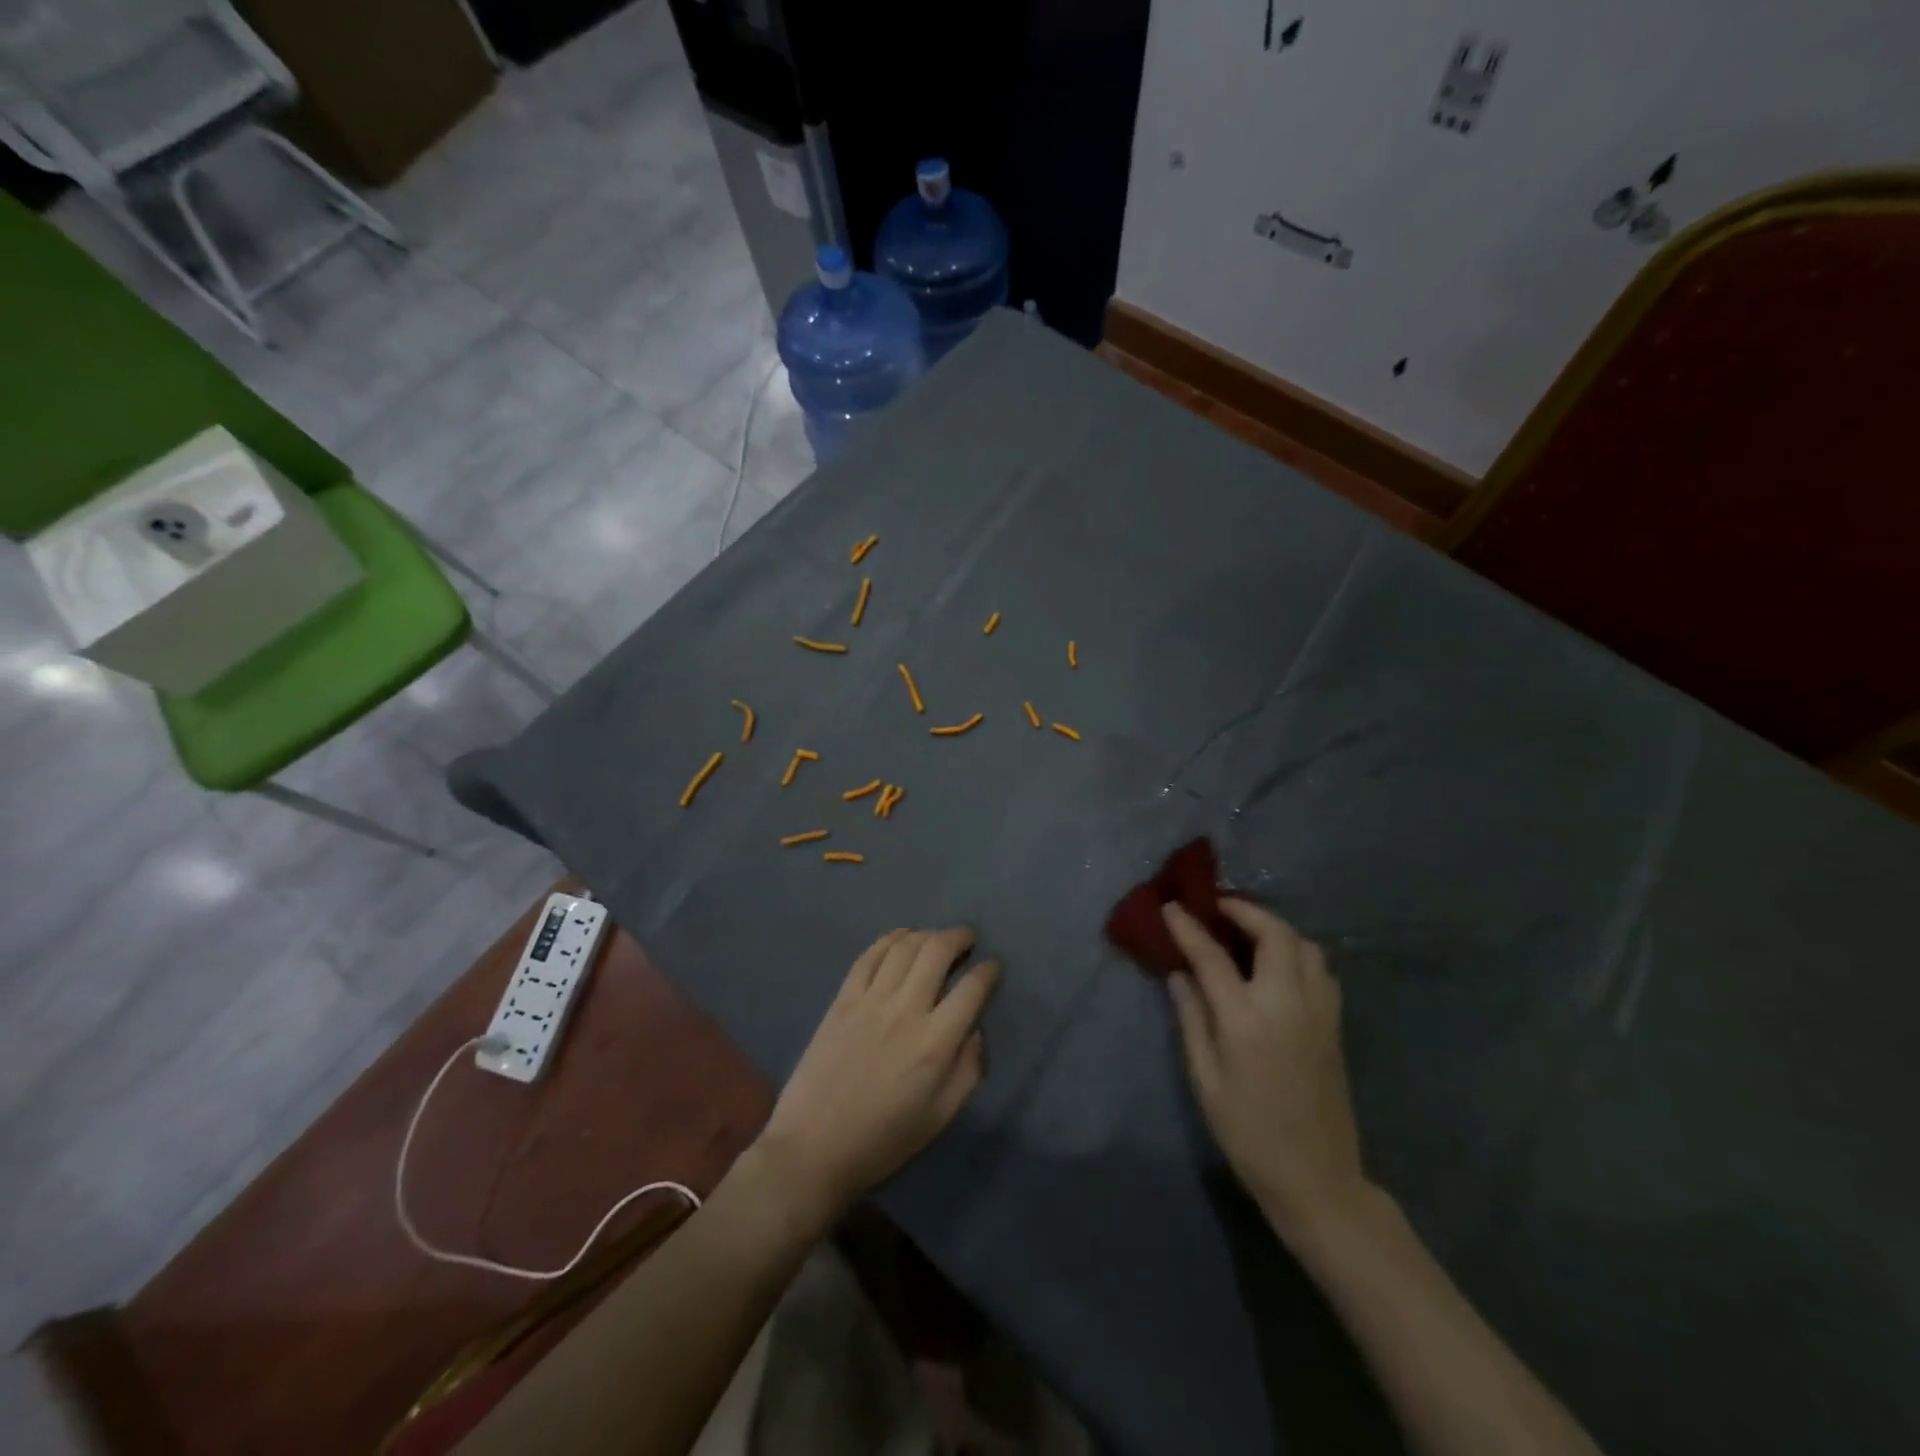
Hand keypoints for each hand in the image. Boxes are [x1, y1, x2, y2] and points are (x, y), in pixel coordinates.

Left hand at [756, 928, 1001, 1231]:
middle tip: (968, 939)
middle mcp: (905, 1011)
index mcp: (934, 1043)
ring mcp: (870, 1001)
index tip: (994, 965)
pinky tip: (901, 937)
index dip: (988, 971)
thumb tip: (975, 1031)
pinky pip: (869, 957)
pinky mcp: (842, 1000)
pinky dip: (889, 939)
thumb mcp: (939, 1118)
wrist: (812, 1149)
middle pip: (937, 952)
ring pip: (904, 947)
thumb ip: (967, 1071)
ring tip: (937, 938)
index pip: (972, 989)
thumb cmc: (882, 1141)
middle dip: (959, 937)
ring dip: (927, 934)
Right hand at [1162, 899, 1368, 1245]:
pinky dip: (1297, 952)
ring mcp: (1319, 1012)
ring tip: (1247, 931)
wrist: (1316, 1179)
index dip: (1188, 927)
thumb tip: (1179, 974)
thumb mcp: (1205, 1079)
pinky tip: (1278, 965)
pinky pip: (1320, 969)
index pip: (1212, 956)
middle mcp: (1288, 1004)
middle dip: (1244, 911)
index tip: (1171, 906)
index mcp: (1247, 1020)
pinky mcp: (1335, 1024)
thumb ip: (1191, 1018)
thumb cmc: (1248, 1132)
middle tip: (1218, 908)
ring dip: (1275, 928)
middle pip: (1274, 934)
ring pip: (1306, 946)